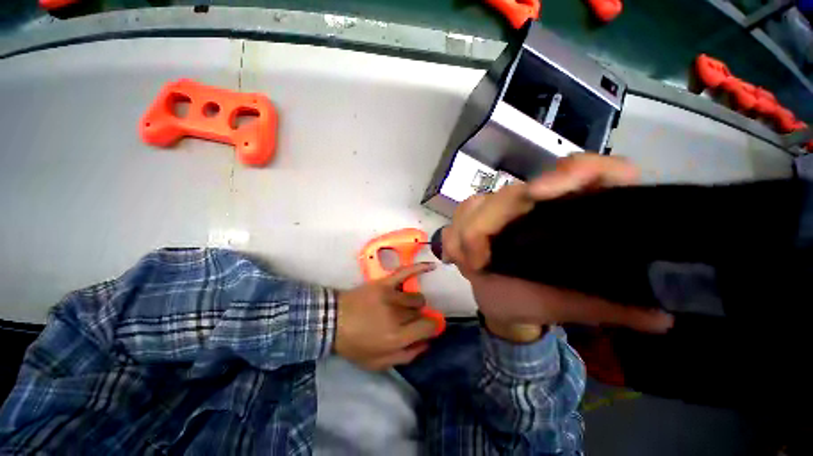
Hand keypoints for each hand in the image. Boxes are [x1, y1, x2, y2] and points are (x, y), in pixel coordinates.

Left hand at [335, 263, 438, 369]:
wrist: (332, 321)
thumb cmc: (354, 344)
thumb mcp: (377, 363)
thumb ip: (406, 356)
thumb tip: (427, 344)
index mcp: (397, 337)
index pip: (428, 327)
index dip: (431, 327)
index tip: (427, 328)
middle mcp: (398, 315)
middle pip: (421, 312)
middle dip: (417, 318)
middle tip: (405, 321)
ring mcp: (391, 296)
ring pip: (416, 297)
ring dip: (413, 304)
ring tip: (402, 307)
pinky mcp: (384, 283)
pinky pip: (406, 272)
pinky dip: (420, 268)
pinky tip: (431, 267)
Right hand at [443, 154, 673, 335]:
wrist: (507, 305)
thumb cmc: (541, 301)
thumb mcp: (579, 304)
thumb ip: (616, 305)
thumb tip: (664, 314)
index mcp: (571, 214)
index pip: (592, 172)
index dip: (574, 171)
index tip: (541, 193)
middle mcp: (535, 204)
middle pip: (509, 194)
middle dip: (487, 225)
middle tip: (478, 262)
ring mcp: (500, 210)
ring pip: (476, 204)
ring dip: (465, 232)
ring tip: (468, 264)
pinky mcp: (475, 220)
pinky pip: (457, 218)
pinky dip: (452, 236)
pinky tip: (454, 256)